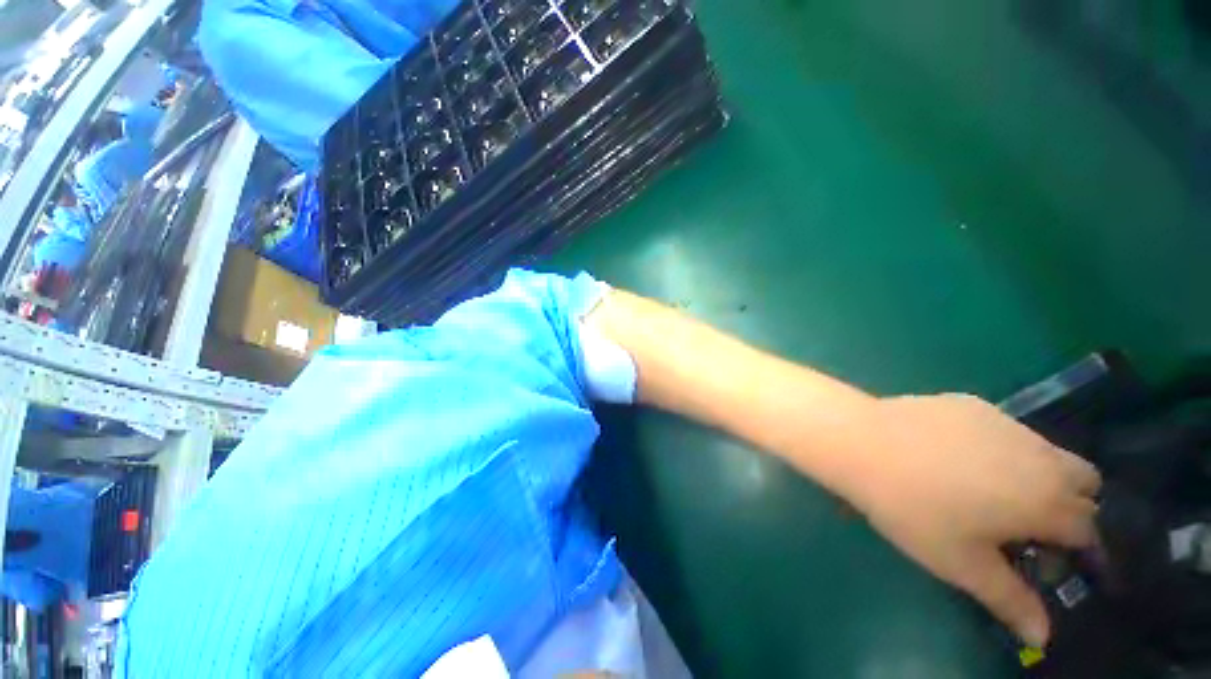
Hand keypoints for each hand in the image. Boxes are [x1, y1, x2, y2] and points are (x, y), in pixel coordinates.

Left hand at [840, 394, 1101, 647]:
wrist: (862, 443)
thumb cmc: (913, 509)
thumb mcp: (962, 565)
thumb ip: (1010, 601)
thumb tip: (1043, 638)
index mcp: (1048, 500)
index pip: (1088, 530)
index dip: (1076, 550)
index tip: (1051, 558)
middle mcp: (1041, 455)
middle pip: (1085, 483)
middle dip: (1072, 506)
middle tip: (1028, 524)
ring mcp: (1007, 422)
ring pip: (1050, 452)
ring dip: (1042, 474)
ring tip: (995, 491)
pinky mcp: (973, 404)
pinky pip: (1007, 429)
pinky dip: (1003, 447)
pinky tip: (958, 456)